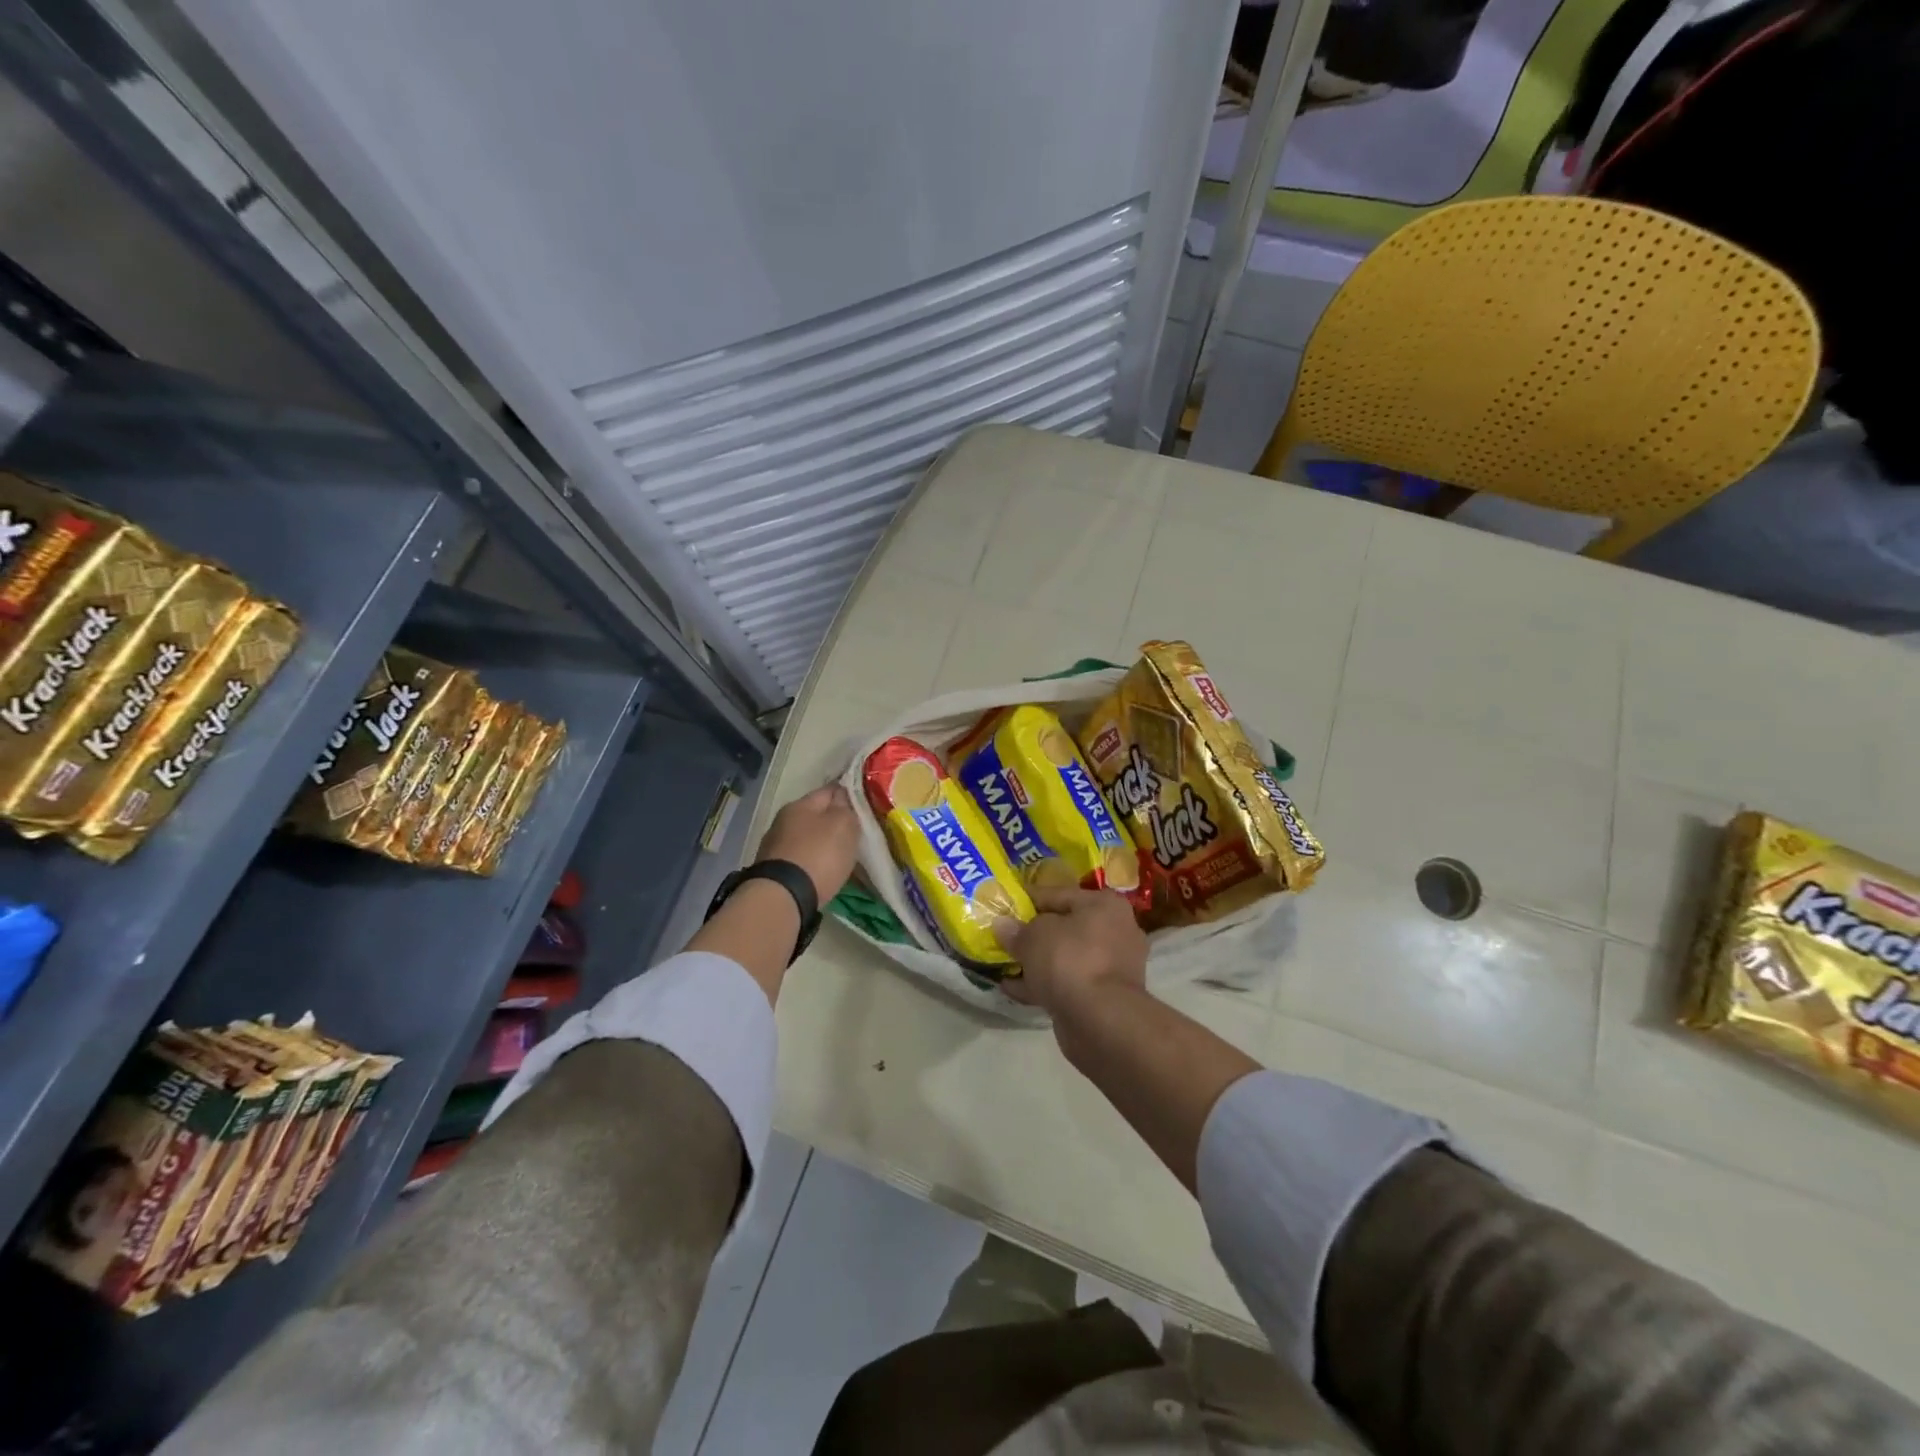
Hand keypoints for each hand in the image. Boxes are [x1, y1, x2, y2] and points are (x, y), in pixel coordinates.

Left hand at [756, 784, 860, 901]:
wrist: (782, 897)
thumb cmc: (818, 855)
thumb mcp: (843, 825)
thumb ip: (847, 808)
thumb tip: (843, 799)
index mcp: (800, 805)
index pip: (829, 790)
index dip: (847, 794)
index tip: (864, 802)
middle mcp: (783, 821)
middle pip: (816, 815)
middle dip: (834, 822)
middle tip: (855, 832)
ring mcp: (775, 847)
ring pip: (807, 839)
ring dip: (822, 844)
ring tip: (841, 855)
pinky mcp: (774, 871)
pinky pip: (801, 860)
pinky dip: (813, 862)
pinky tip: (824, 872)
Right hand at [993, 887, 1146, 1016]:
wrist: (1101, 1021)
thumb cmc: (1070, 961)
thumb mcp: (1033, 937)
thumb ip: (1016, 930)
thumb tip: (1001, 924)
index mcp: (1103, 905)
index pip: (1057, 894)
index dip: (1027, 900)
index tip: (1003, 906)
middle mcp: (1114, 931)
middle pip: (1064, 927)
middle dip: (1033, 934)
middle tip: (1003, 938)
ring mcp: (1111, 967)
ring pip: (1065, 957)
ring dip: (1037, 962)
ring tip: (1004, 964)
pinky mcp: (1104, 997)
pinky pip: (1067, 982)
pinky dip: (1043, 984)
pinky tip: (1012, 988)